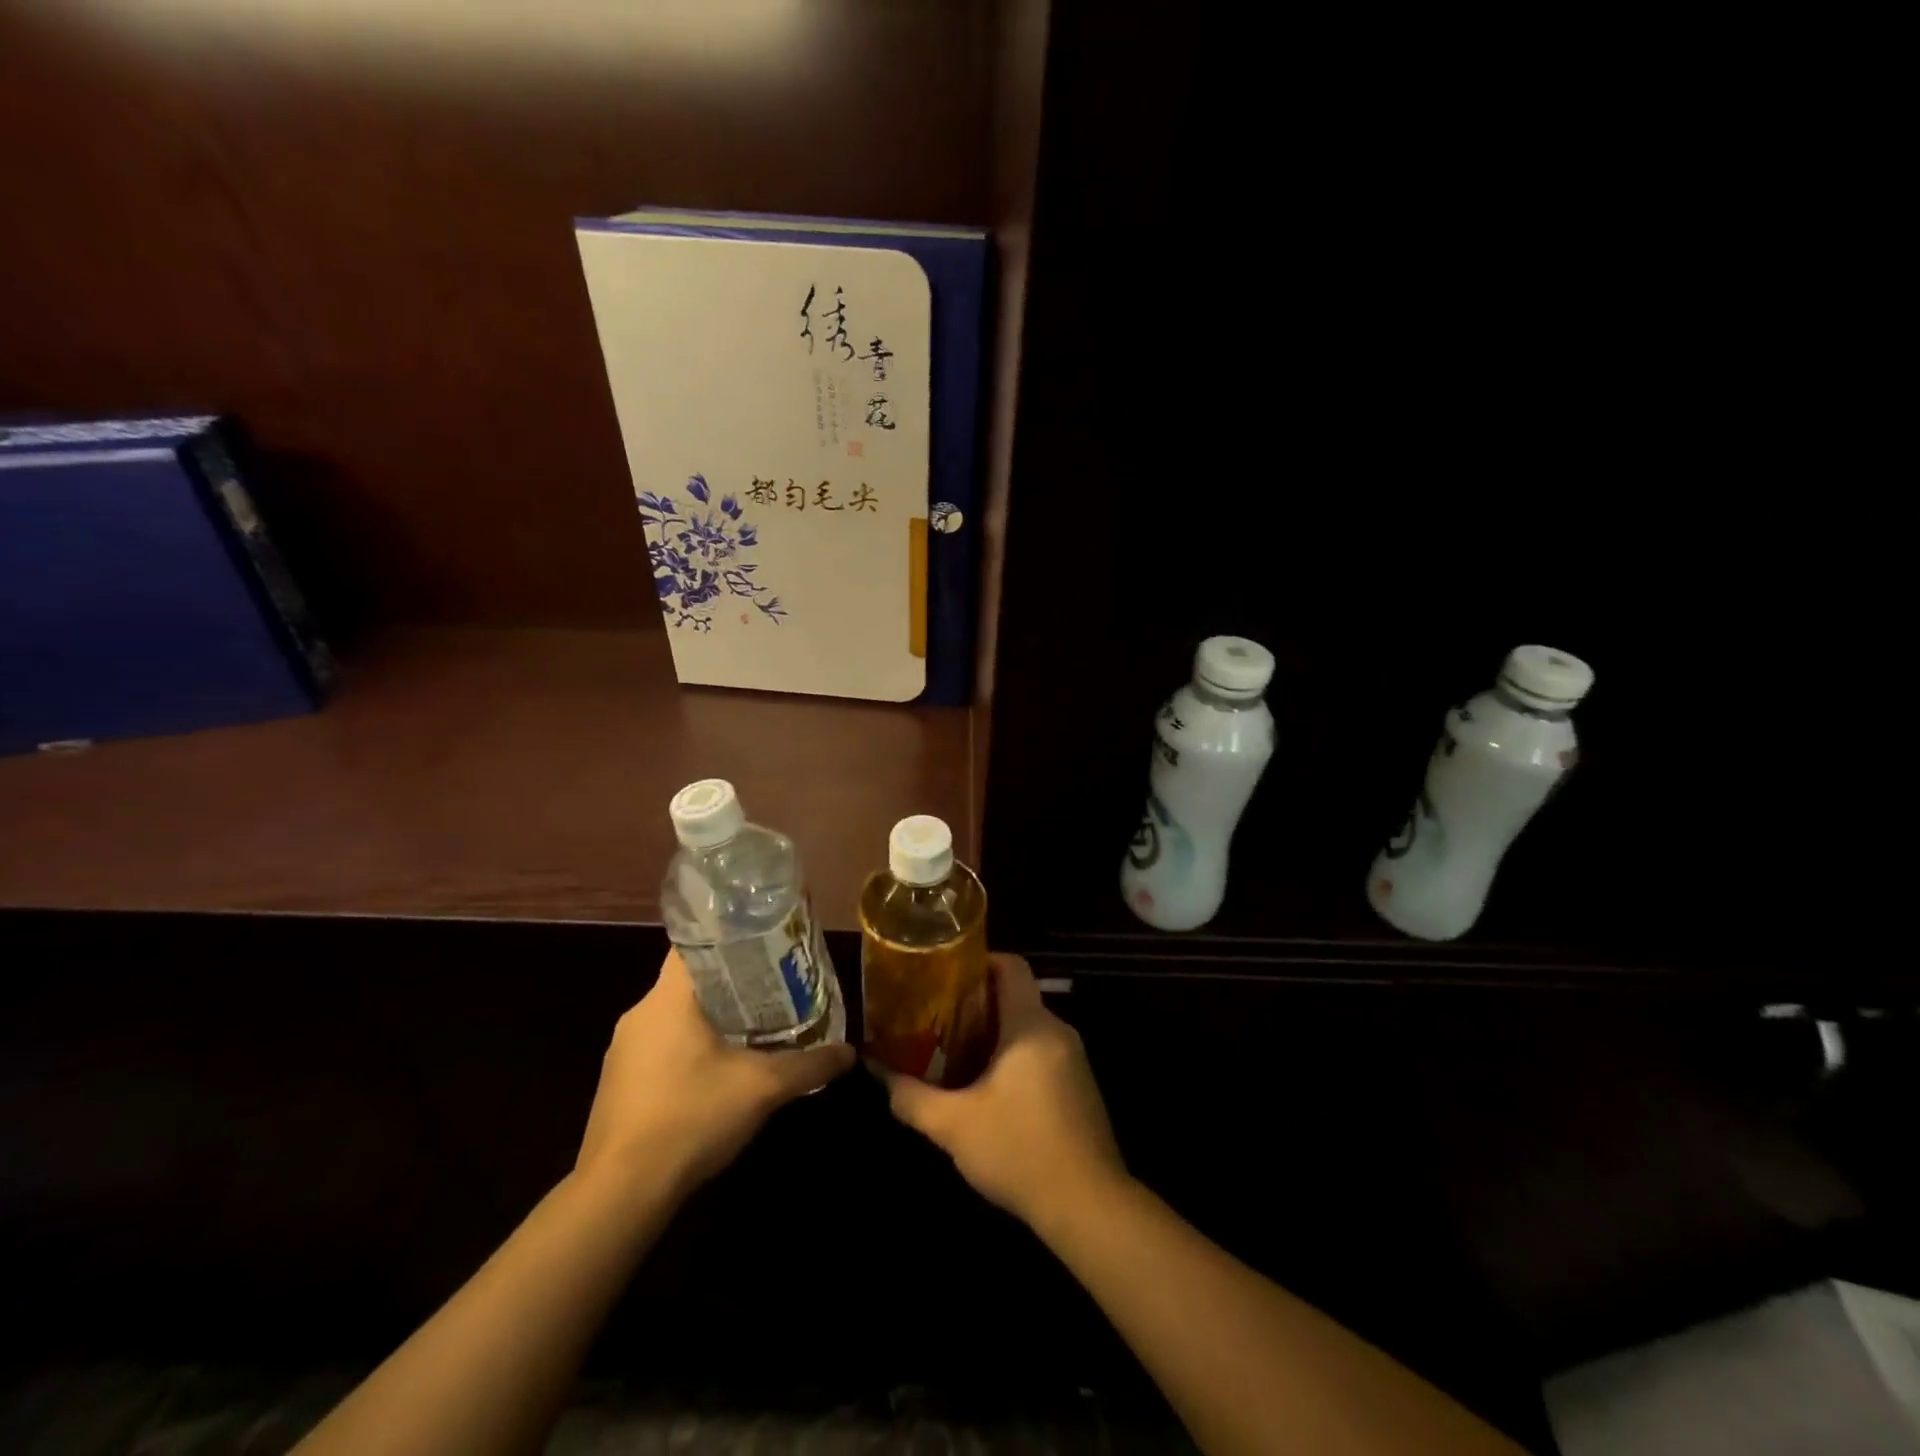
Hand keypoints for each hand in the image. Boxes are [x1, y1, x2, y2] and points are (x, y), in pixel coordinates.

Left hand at [576, 951, 854, 1199]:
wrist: (621, 1194)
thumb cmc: (690, 1118)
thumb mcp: (762, 1089)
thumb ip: (809, 1066)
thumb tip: (849, 1053)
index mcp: (667, 999)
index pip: (695, 944)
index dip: (732, 938)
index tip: (766, 945)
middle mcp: (639, 1014)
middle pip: (691, 981)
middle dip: (733, 982)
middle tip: (775, 987)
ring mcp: (623, 1051)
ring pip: (676, 1017)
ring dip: (712, 1018)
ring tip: (756, 1026)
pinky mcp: (618, 1084)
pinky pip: (661, 1047)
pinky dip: (691, 1048)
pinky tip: (719, 1071)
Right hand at [881, 954, 1127, 1236]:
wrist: (1089, 1207)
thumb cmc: (1019, 1151)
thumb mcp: (954, 1126)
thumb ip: (911, 1097)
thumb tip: (878, 1073)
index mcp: (1031, 1025)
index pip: (1011, 965)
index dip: (978, 961)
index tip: (944, 976)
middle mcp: (1057, 1030)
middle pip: (1016, 996)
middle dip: (977, 1003)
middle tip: (937, 1017)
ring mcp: (1073, 1059)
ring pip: (1028, 1027)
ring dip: (994, 1033)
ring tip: (954, 1051)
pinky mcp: (1080, 1087)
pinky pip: (1042, 1051)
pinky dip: (1014, 1056)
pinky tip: (988, 1087)